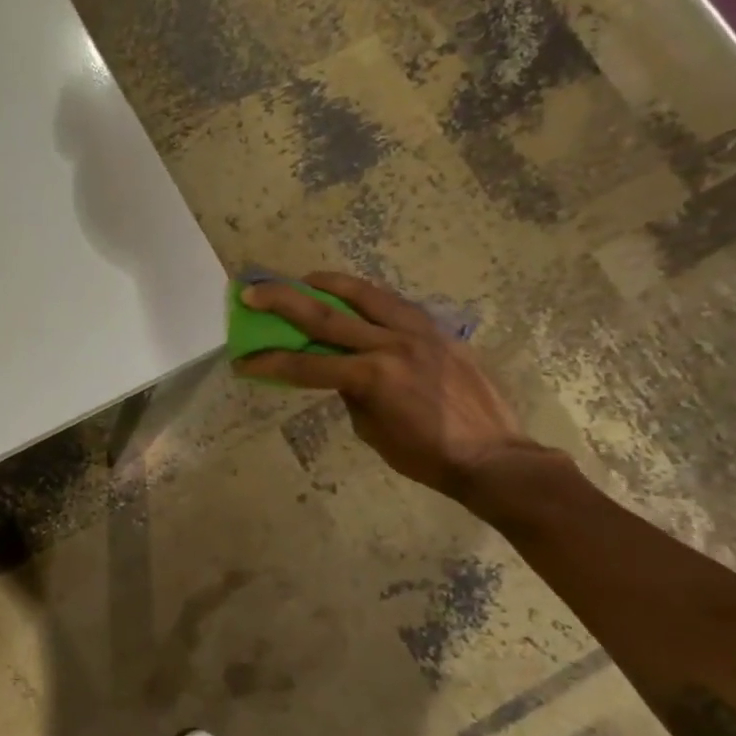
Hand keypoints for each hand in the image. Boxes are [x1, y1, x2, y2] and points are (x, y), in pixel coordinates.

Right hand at [235, 271, 548, 501]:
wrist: (492, 456)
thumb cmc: (426, 456)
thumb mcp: (372, 431)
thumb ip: (352, 393)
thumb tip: (341, 372)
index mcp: (371, 377)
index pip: (306, 365)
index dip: (269, 362)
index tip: (243, 360)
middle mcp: (391, 345)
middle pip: (326, 316)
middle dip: (283, 302)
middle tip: (253, 290)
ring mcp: (418, 333)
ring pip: (365, 295)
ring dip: (329, 284)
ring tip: (305, 279)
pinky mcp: (439, 331)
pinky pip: (397, 305)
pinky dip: (369, 297)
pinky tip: (356, 296)